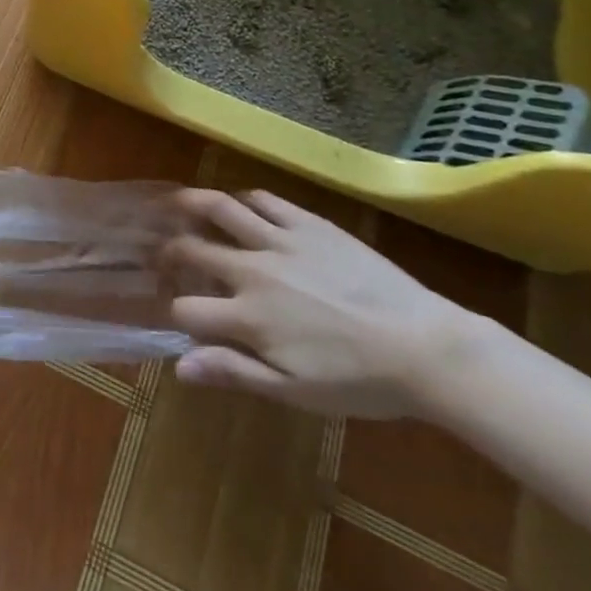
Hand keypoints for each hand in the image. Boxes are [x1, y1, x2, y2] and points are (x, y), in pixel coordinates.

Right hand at [162, 189, 476, 417]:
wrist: (426, 348)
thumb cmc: (360, 381)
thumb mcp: (295, 391)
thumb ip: (234, 372)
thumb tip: (179, 366)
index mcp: (248, 318)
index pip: (186, 310)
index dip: (175, 313)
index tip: (178, 315)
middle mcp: (253, 271)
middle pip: (192, 250)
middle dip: (169, 252)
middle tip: (164, 253)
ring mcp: (280, 242)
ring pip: (220, 209)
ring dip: (191, 204)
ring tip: (177, 203)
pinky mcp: (308, 223)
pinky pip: (264, 200)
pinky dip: (243, 199)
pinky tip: (239, 204)